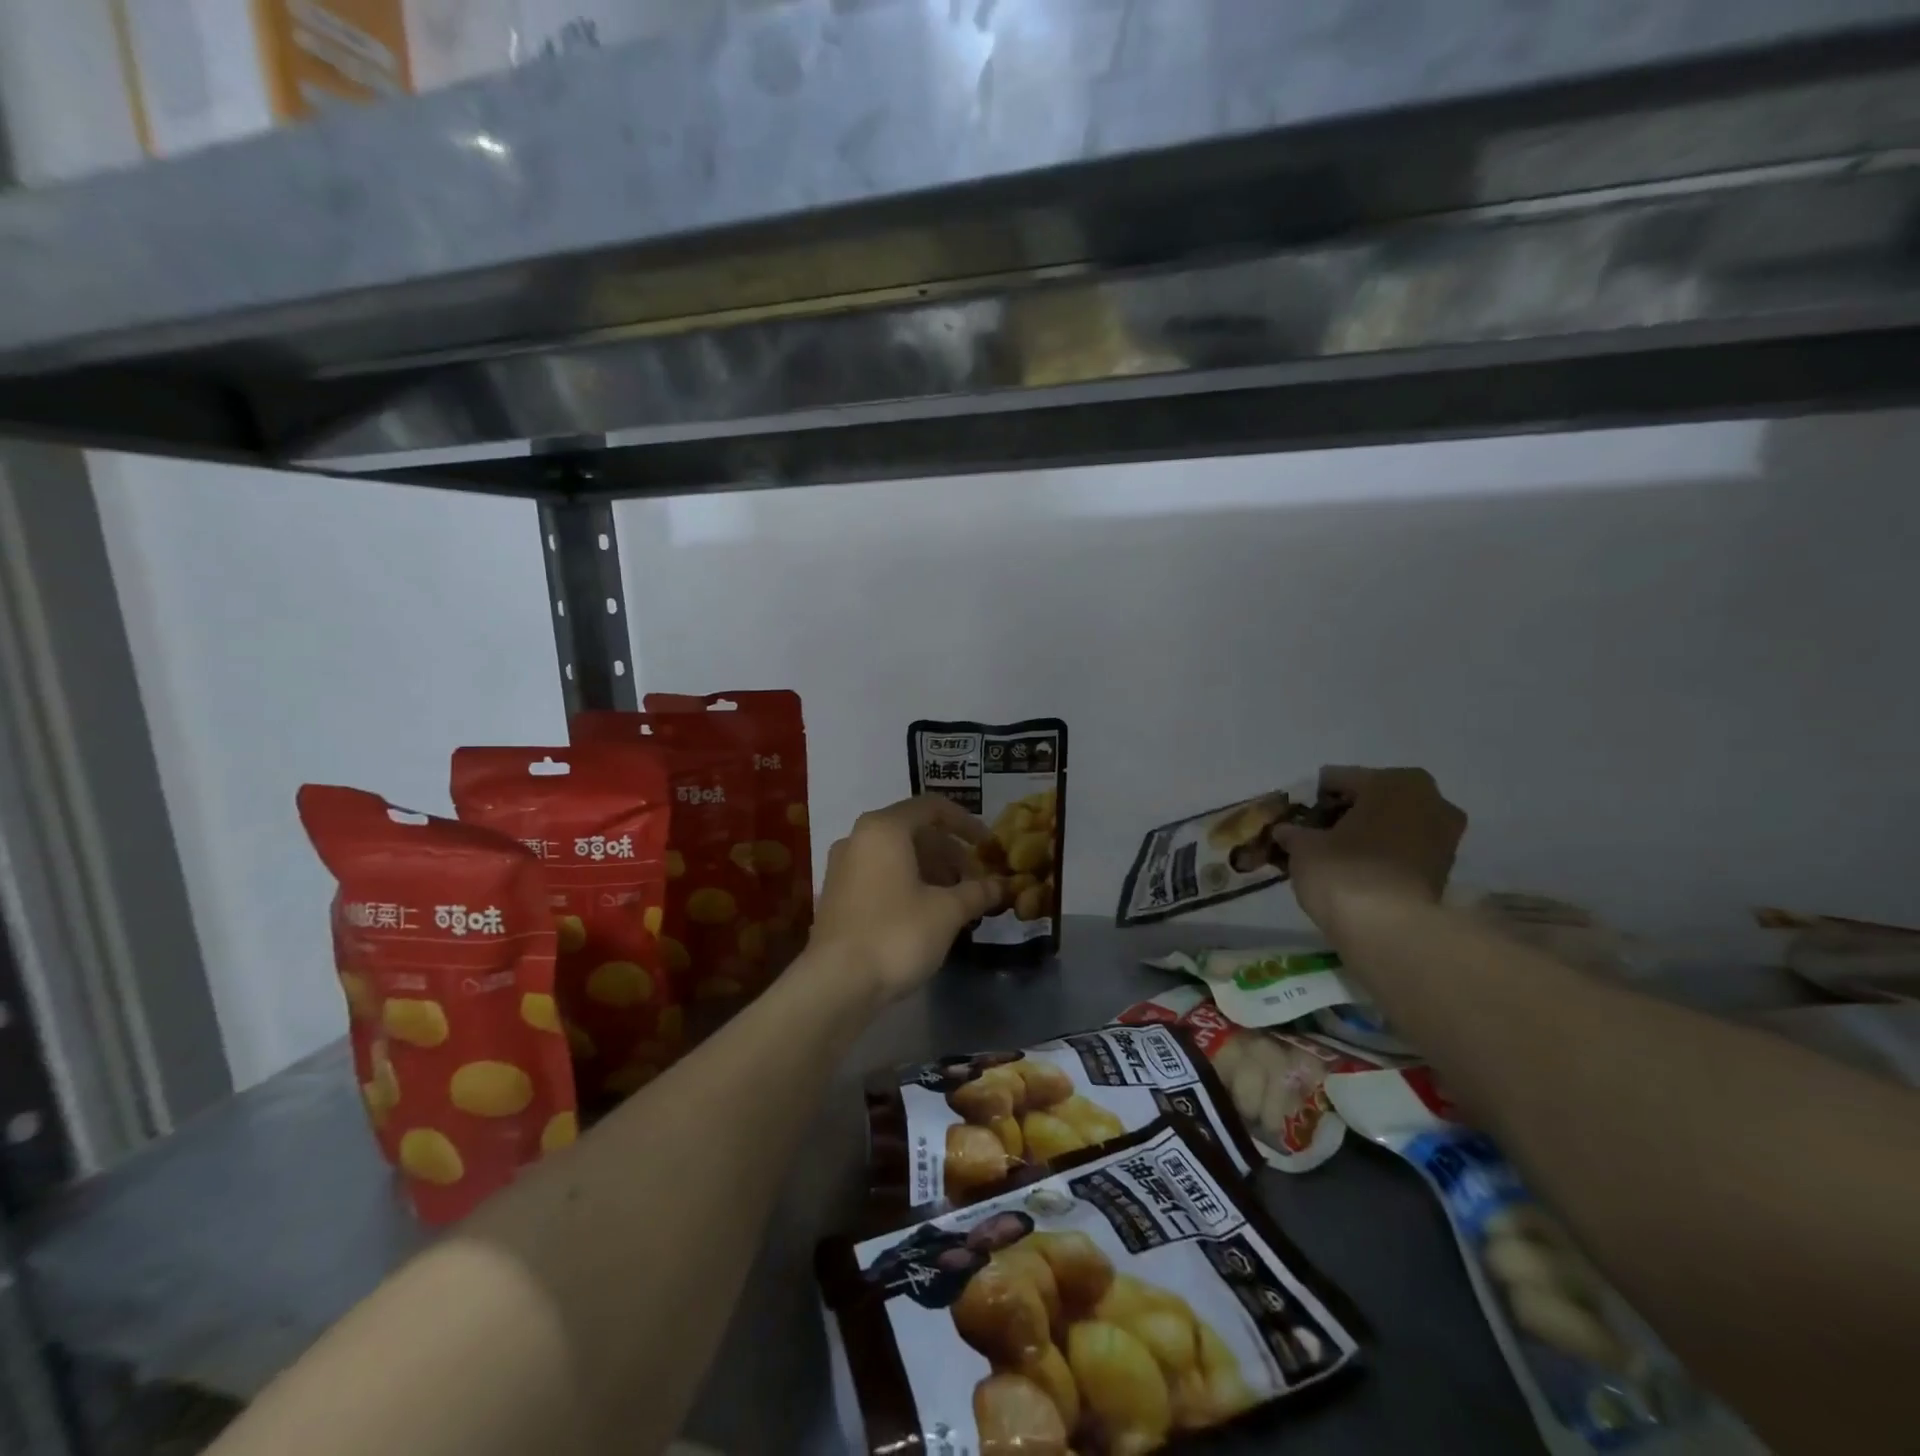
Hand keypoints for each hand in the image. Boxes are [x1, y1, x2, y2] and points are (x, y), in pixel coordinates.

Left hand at [808, 796, 1003, 1004]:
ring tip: (955, 899)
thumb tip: (1000, 886)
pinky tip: (925, 913)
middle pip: (913, 831)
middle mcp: (858, 838)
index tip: (988, 846)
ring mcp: (842, 867)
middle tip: (974, 880)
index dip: (966, 823)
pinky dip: (906, 883)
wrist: (836, 983)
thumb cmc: (897, 933)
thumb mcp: (947, 911)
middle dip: (949, 852)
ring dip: (930, 869)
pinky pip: (879, 875)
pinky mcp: (836, 895)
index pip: (932, 807)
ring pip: (895, 855)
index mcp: (884, 828)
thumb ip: (976, 892)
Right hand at [1274, 767, 1465, 934]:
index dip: (1313, 800)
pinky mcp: (1446, 869)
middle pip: (1372, 799)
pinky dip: (1381, 856)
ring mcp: (1444, 836)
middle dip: (1345, 815)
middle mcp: (1429, 799)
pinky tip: (1356, 872)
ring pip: (1390, 824)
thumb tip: (1286, 831)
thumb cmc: (1344, 871)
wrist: (1390, 931)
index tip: (1295, 820)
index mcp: (1394, 781)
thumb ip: (1294, 832)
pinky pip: (1403, 850)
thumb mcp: (1303, 846)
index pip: (1338, 780)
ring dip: (1366, 835)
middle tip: (1316, 836)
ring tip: (1334, 856)